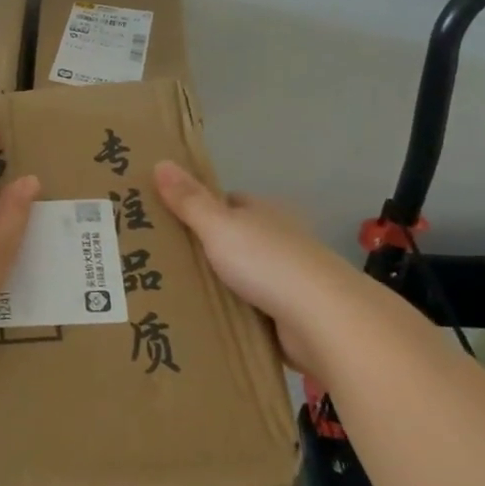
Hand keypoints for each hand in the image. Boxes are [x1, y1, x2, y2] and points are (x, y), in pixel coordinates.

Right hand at [154, 159, 355, 374]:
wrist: (324, 320)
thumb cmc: (268, 262)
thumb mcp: (219, 226)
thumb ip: (189, 200)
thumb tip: (160, 161)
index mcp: (264, 212)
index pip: (230, 203)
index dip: (201, 209)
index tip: (169, 222)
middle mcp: (279, 240)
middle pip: (236, 239)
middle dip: (208, 249)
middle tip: (163, 262)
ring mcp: (289, 278)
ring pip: (245, 276)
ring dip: (222, 285)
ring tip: (177, 295)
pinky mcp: (293, 315)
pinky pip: (255, 310)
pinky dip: (237, 315)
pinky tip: (210, 324)